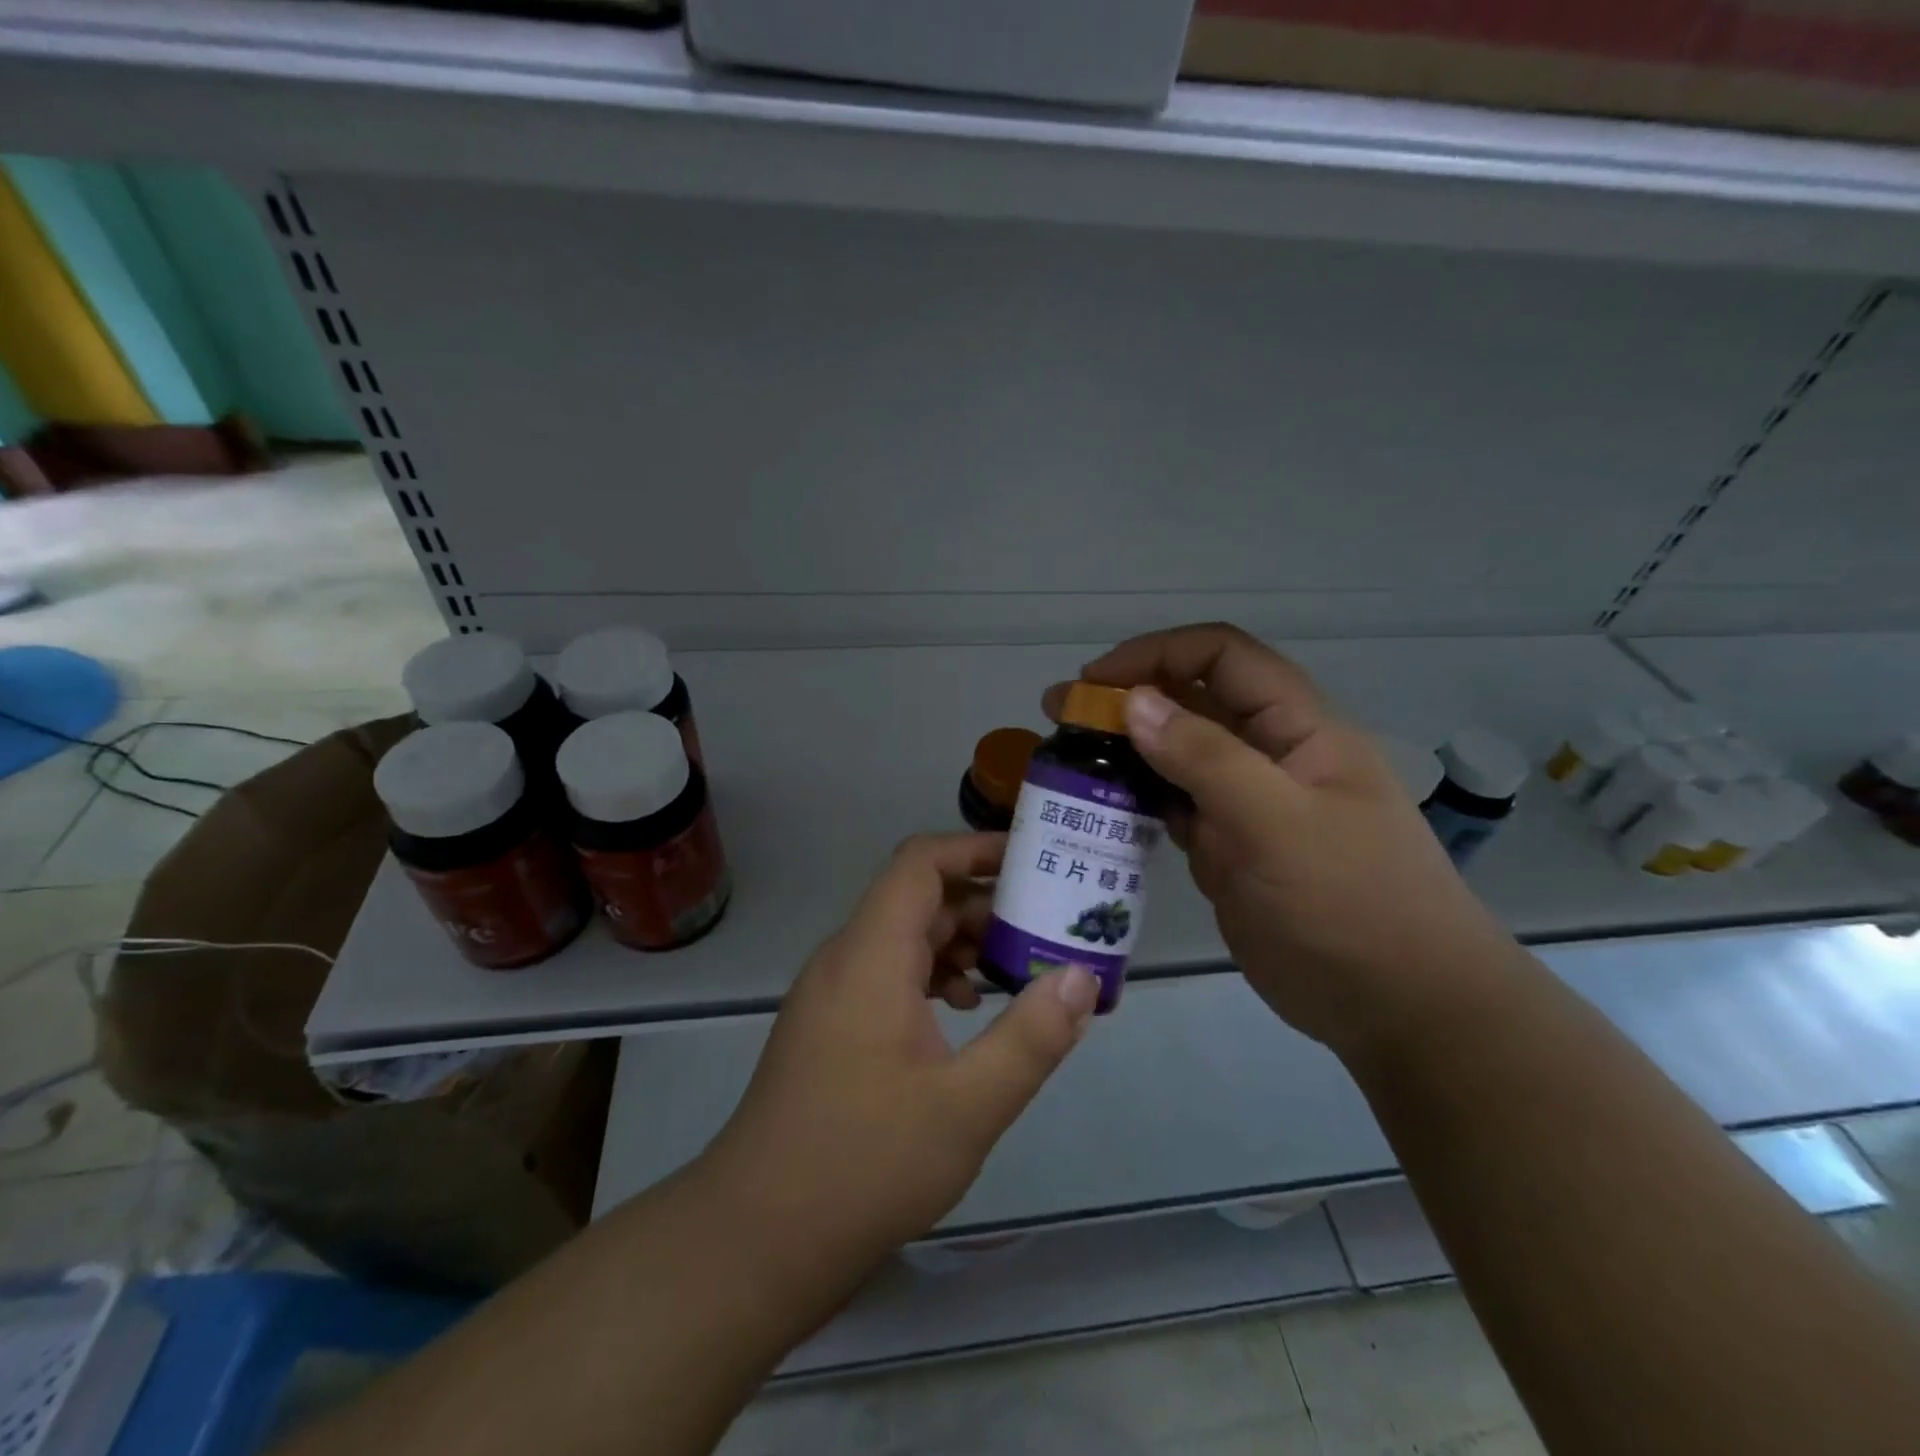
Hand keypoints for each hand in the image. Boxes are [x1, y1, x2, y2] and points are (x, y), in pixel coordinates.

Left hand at [703, 833, 1098, 1273]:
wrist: (756, 1238)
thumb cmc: (863, 1164)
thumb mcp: (966, 1106)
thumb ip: (1030, 1037)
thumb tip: (1080, 977)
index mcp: (870, 955)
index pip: (921, 863)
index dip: (975, 849)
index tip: (1031, 862)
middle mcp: (845, 959)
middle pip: (917, 899)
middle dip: (982, 905)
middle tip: (1044, 929)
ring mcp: (831, 993)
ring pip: (903, 939)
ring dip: (960, 945)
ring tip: (1015, 975)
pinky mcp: (829, 1025)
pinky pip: (887, 974)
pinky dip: (932, 977)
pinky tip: (965, 1016)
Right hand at [1045, 623, 1519, 1060]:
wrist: (1398, 1009)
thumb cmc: (1351, 904)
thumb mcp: (1279, 823)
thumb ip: (1206, 758)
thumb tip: (1133, 702)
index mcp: (1297, 729)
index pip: (1223, 657)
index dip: (1158, 654)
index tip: (1096, 682)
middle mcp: (1267, 756)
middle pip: (1190, 703)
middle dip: (1126, 700)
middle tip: (1058, 716)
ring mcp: (1244, 805)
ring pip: (1174, 757)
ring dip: (1123, 751)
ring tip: (1064, 761)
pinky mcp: (1226, 849)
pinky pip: (1171, 808)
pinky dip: (1134, 801)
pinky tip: (1096, 809)